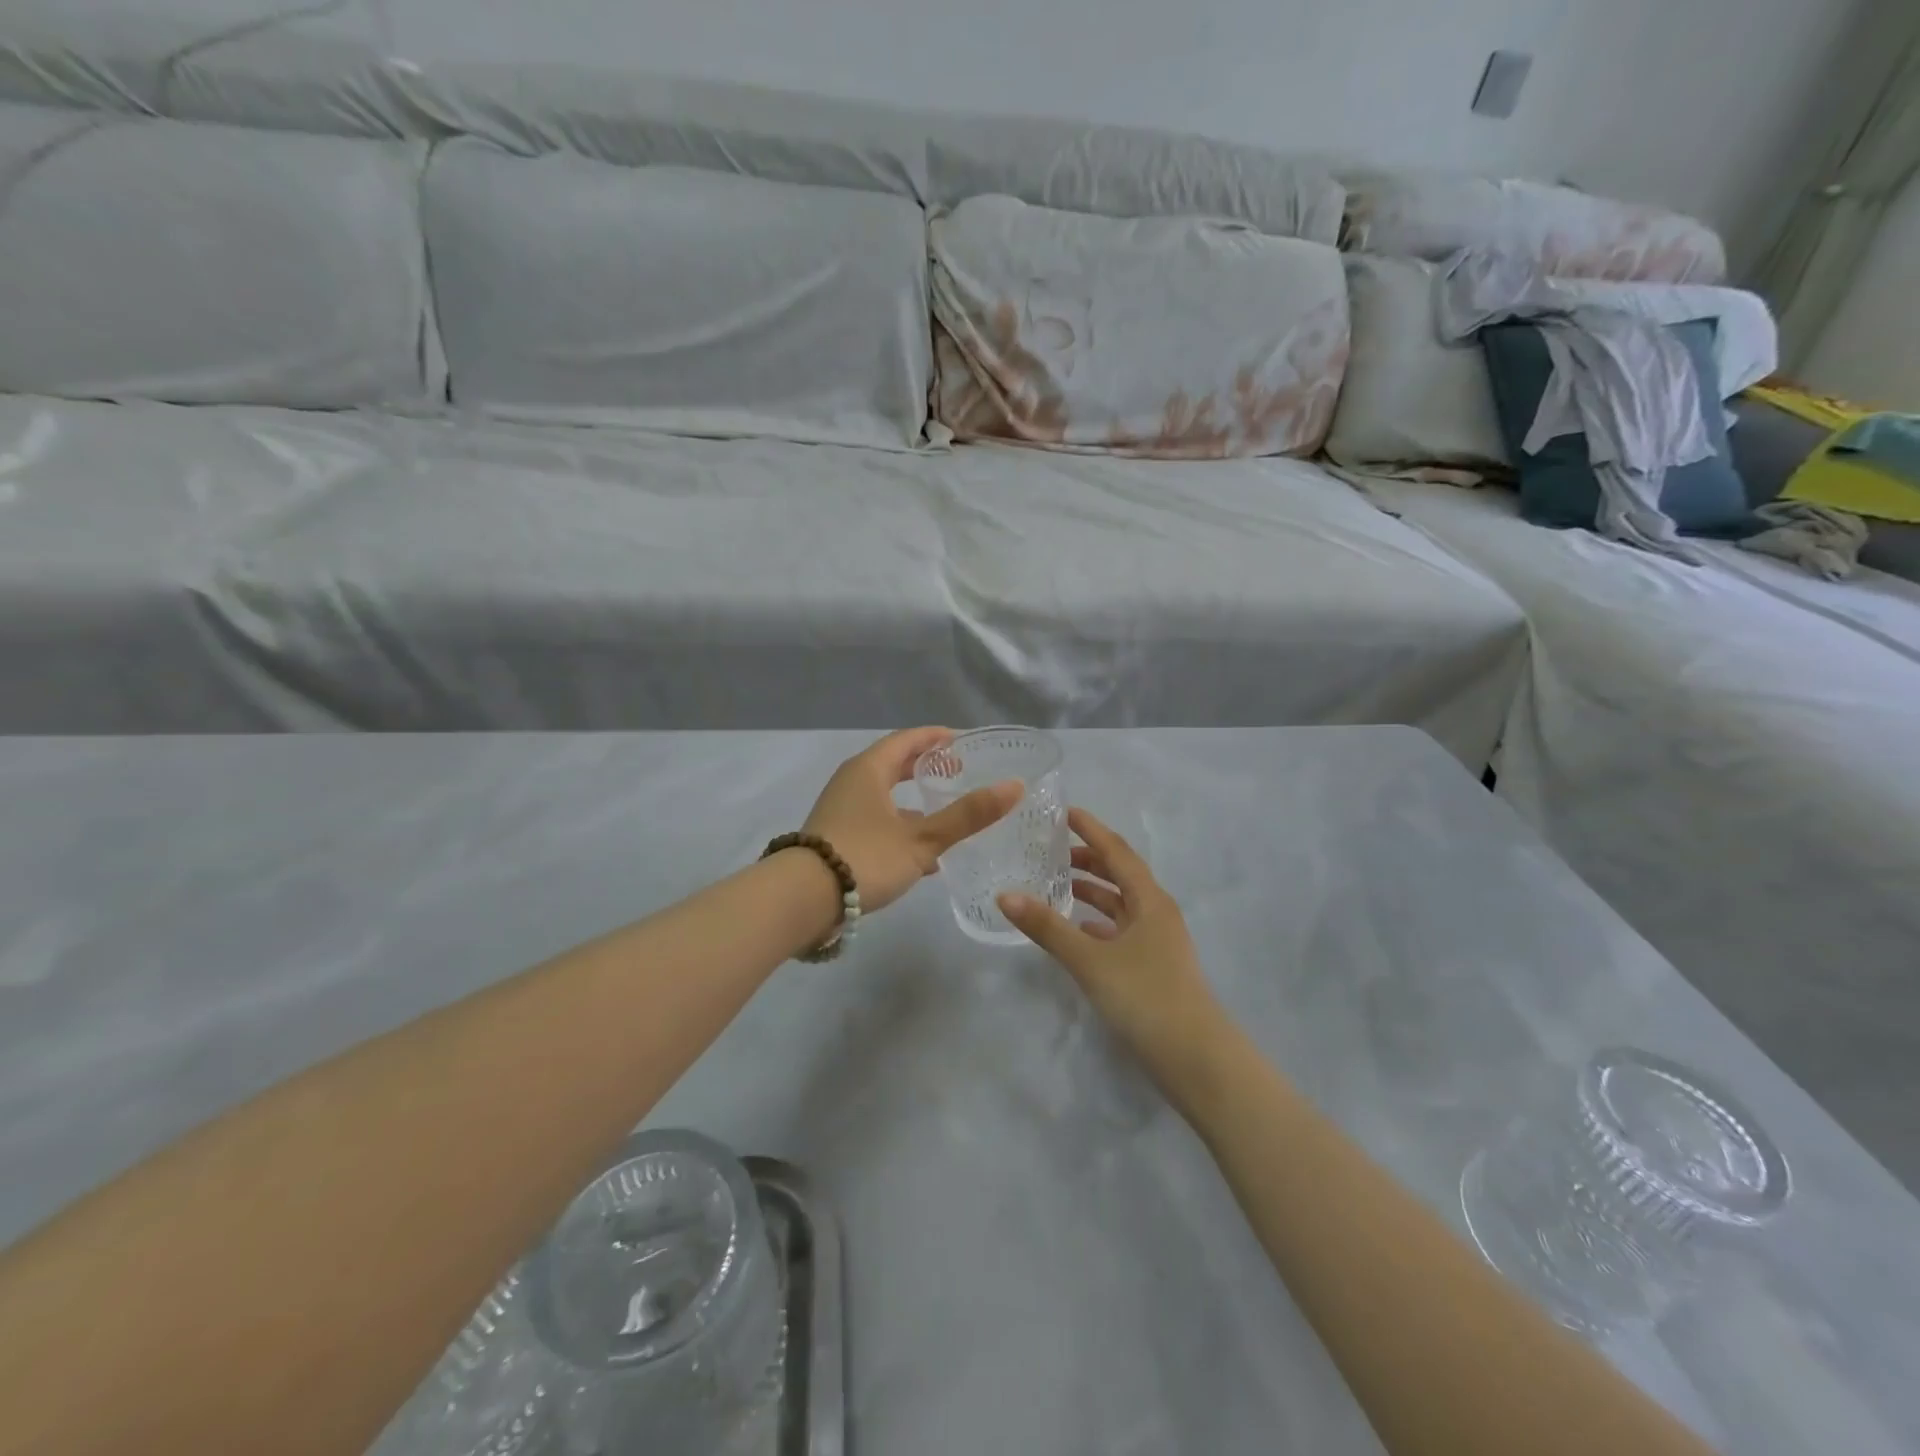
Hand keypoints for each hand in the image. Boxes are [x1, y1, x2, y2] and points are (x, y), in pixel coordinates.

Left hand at [803, 728, 1020, 915]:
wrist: (802, 899)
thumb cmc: (865, 857)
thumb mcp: (923, 838)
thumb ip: (968, 815)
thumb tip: (1014, 786)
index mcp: (869, 769)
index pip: (908, 739)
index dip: (937, 737)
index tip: (965, 741)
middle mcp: (852, 781)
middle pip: (894, 764)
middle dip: (926, 768)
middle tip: (959, 772)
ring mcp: (841, 810)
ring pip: (885, 796)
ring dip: (915, 802)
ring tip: (947, 814)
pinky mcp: (836, 837)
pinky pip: (876, 821)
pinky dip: (901, 827)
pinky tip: (923, 858)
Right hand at [999, 809, 1226, 1084]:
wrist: (1195, 1059)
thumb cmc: (1145, 997)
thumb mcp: (1090, 960)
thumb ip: (1048, 927)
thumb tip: (1005, 895)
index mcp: (1150, 900)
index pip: (1117, 851)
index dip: (1091, 829)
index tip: (1064, 812)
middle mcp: (1156, 912)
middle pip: (1120, 874)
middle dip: (1088, 859)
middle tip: (1050, 851)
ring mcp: (1157, 941)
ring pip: (1120, 904)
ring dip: (1092, 892)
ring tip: (1056, 885)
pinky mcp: (1152, 966)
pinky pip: (1120, 931)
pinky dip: (1097, 923)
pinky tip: (1076, 931)